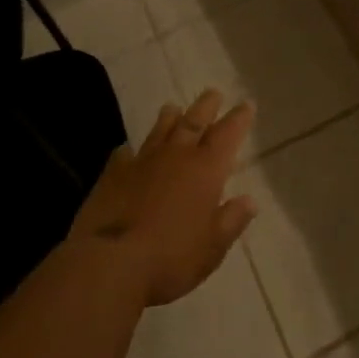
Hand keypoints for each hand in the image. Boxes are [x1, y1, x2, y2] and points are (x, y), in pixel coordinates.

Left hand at [69, 89, 257, 306]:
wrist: (109, 264)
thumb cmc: (171, 258)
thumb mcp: (213, 247)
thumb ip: (232, 220)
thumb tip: (250, 201)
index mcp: (206, 170)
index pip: (228, 134)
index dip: (239, 118)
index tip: (247, 104)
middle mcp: (176, 156)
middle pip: (194, 121)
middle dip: (207, 106)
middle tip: (214, 93)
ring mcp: (142, 162)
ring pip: (160, 130)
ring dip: (169, 118)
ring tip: (173, 107)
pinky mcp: (112, 175)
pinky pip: (124, 155)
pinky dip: (129, 151)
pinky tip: (127, 151)